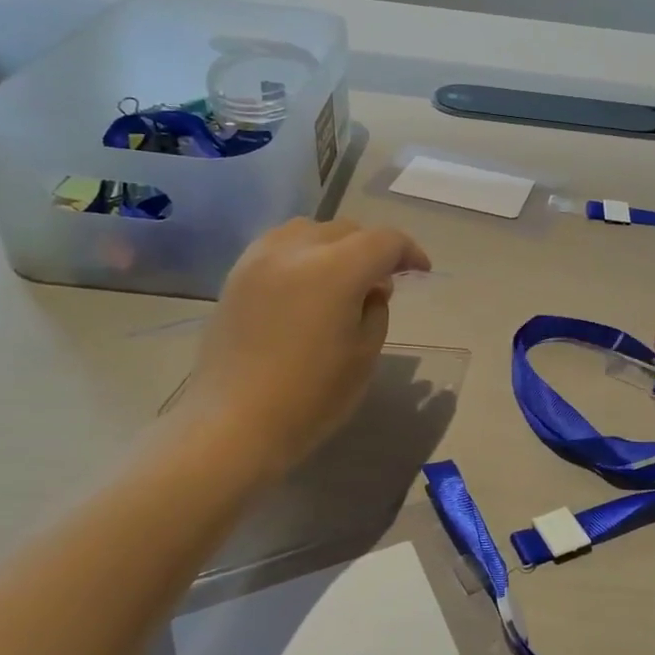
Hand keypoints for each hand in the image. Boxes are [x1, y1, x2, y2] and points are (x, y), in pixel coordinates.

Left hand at [177, 218, 429, 473]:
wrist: (233, 424)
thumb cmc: (310, 397)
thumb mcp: (365, 355)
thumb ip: (376, 309)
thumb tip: (371, 287)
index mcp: (335, 270)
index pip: (384, 241)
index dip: (409, 252)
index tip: (421, 272)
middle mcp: (296, 250)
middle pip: (347, 229)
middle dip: (373, 248)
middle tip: (383, 283)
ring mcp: (259, 259)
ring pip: (310, 230)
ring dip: (336, 245)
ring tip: (343, 278)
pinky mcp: (236, 275)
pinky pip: (279, 245)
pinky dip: (303, 252)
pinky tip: (307, 284)